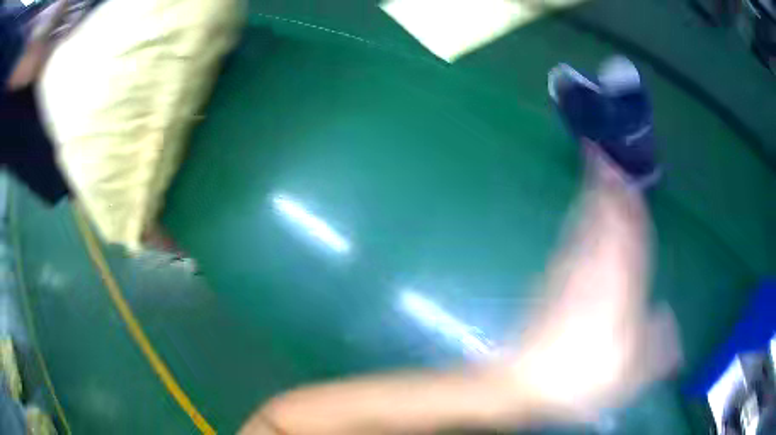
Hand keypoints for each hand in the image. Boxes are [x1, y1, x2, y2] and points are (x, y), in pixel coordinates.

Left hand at [486, 158, 680, 423]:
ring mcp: (569, 276)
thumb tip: (667, 316)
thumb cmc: (583, 381)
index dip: (628, 205)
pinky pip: (569, 243)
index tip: (625, 178)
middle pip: (602, 221)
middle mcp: (595, 274)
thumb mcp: (631, 373)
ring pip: (583, 226)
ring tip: (591, 170)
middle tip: (598, 154)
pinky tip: (578, 215)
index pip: (630, 237)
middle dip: (602, 186)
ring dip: (588, 197)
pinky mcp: (550, 284)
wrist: (526, 385)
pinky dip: (577, 222)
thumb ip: (658, 345)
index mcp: (621, 290)